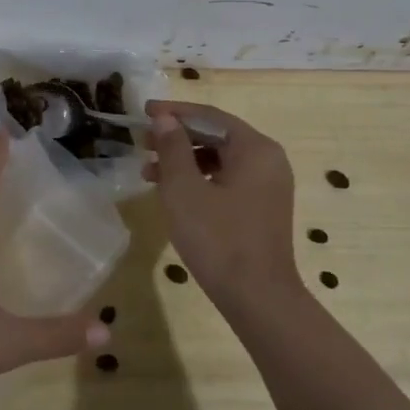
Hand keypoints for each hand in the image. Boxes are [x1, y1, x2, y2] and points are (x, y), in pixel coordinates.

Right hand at [143, 100, 299, 304]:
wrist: (257, 297)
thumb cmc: (218, 238)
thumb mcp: (184, 190)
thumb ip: (173, 148)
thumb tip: (164, 119)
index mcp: (255, 148)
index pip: (210, 116)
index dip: (174, 112)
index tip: (143, 111)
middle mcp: (268, 160)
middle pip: (217, 135)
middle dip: (177, 137)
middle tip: (142, 142)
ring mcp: (268, 185)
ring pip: (220, 159)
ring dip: (184, 159)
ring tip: (148, 170)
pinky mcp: (262, 207)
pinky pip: (227, 179)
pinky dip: (199, 179)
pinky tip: (173, 192)